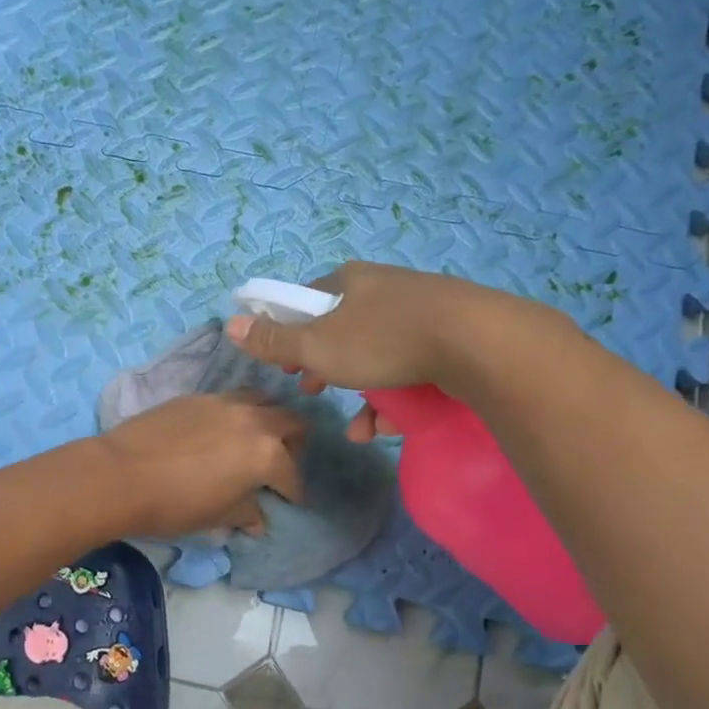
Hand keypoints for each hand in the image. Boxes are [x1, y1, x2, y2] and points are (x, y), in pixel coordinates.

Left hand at [92, 393, 304, 537]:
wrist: (121, 474)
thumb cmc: (175, 504)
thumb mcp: (218, 517)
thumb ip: (245, 513)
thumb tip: (259, 521)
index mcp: (266, 454)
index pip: (292, 474)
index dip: (293, 492)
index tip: (290, 501)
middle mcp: (252, 421)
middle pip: (290, 421)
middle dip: (293, 443)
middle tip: (279, 463)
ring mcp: (222, 402)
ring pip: (261, 399)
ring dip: (266, 417)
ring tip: (252, 439)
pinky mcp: (195, 396)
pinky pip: (228, 399)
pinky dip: (234, 413)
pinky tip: (218, 431)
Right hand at [224, 262, 538, 441]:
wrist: (477, 342)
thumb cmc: (383, 340)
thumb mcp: (318, 346)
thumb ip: (275, 340)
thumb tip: (230, 323)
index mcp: (349, 280)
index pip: (307, 299)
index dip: (289, 331)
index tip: (284, 362)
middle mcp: (384, 288)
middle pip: (341, 328)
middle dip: (324, 365)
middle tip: (312, 389)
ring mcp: (421, 311)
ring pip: (376, 353)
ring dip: (359, 392)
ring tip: (356, 426)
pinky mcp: (450, 337)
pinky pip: (410, 366)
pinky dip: (395, 397)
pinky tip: (387, 428)